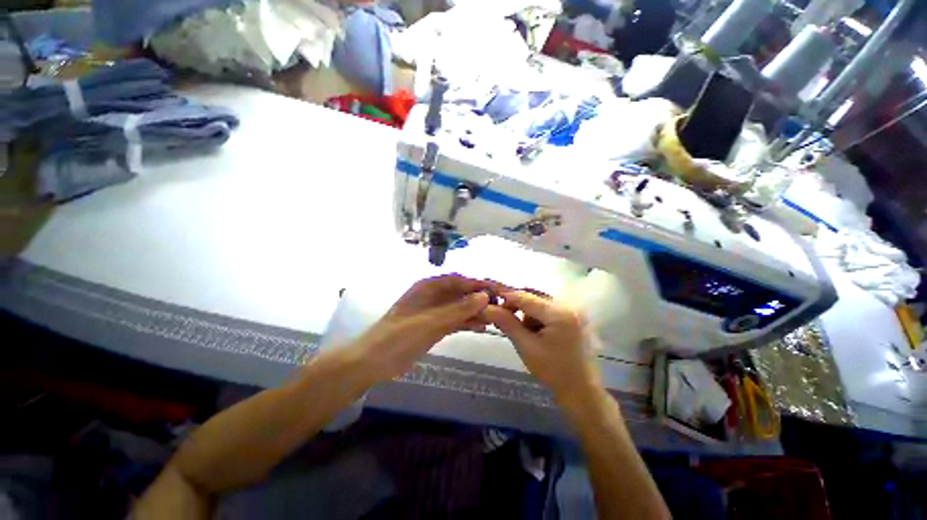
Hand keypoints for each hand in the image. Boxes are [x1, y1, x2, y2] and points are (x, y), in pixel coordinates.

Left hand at [350, 274, 492, 383]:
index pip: (459, 280)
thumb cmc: (399, 337)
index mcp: (428, 287)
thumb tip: (484, 296)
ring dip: (475, 312)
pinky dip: (467, 323)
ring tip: (495, 318)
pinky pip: (455, 321)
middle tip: (501, 307)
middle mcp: (433, 296)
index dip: (478, 284)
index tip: (497, 290)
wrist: (374, 362)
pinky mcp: (434, 326)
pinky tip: (482, 327)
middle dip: (479, 298)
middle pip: (461, 293)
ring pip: (460, 308)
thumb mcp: (430, 322)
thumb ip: (458, 310)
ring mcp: (434, 312)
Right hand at [483, 291, 599, 397]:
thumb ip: (507, 323)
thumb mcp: (526, 347)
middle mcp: (569, 305)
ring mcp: (573, 310)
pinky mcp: (573, 316)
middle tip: (503, 317)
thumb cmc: (554, 372)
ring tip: (523, 332)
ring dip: (527, 312)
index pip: (526, 297)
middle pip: (534, 295)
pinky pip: (548, 308)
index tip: (490, 299)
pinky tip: (534, 332)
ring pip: (540, 301)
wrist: (582, 391)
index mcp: (559, 313)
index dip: (506, 296)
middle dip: (517, 305)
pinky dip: (537, 316)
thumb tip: (487, 308)